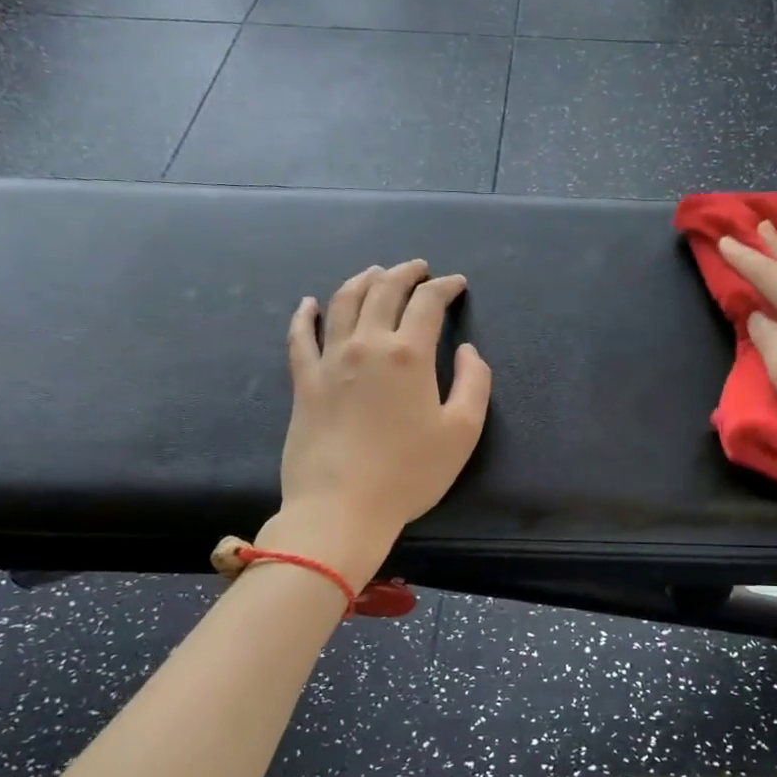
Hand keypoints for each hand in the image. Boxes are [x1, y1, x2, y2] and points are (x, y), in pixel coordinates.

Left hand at [278, 259, 491, 548]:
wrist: (341, 507)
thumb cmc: (409, 473)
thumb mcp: (463, 431)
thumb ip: (475, 383)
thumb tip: (468, 350)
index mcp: (409, 354)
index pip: (428, 303)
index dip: (445, 287)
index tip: (457, 284)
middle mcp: (367, 345)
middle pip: (384, 291)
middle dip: (405, 273)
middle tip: (419, 269)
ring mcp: (329, 360)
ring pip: (343, 303)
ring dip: (362, 281)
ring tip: (375, 273)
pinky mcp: (304, 382)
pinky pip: (300, 337)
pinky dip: (304, 315)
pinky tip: (309, 304)